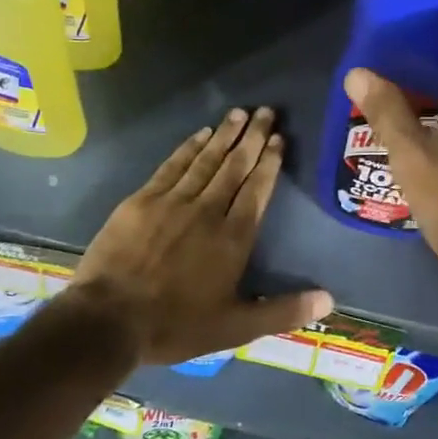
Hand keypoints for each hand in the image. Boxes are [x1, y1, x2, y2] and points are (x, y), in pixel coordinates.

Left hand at [66, 108, 332, 366]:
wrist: (108, 321)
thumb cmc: (176, 325)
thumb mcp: (236, 328)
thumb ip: (283, 311)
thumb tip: (329, 301)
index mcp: (233, 237)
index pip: (257, 189)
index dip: (270, 162)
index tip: (279, 138)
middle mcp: (208, 210)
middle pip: (235, 166)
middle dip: (253, 137)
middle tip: (267, 111)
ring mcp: (173, 201)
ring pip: (206, 160)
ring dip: (225, 135)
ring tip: (240, 113)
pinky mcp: (142, 200)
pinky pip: (172, 166)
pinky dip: (188, 147)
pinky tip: (200, 133)